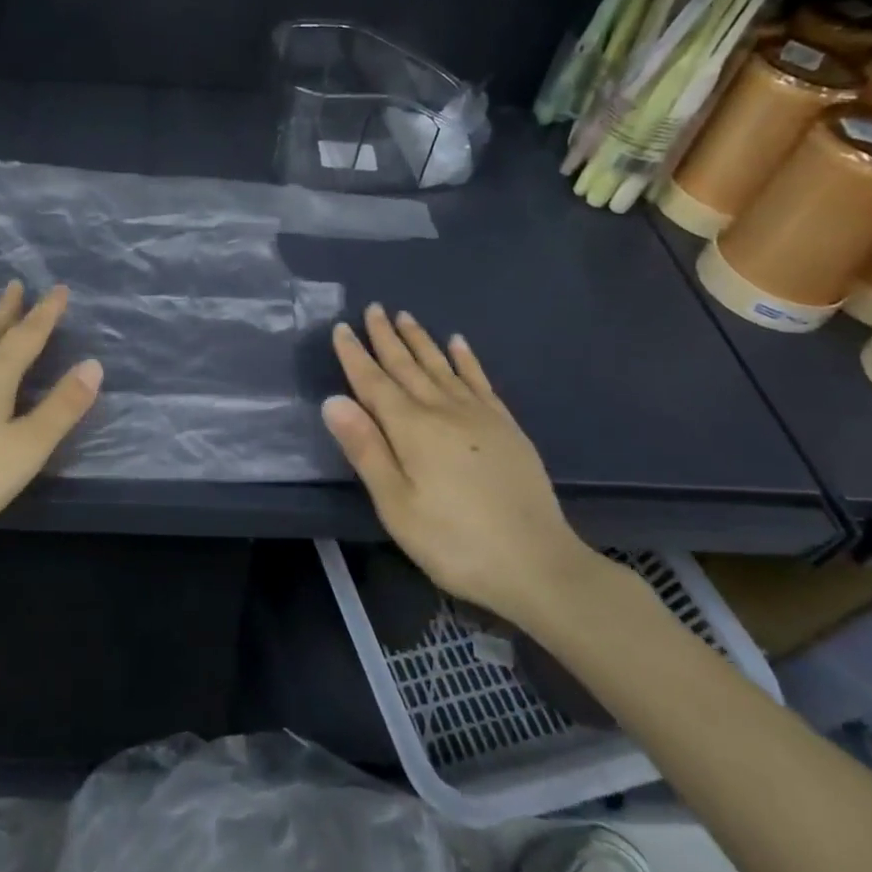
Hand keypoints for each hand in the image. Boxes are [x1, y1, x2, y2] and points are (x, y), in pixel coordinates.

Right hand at [323, 304, 602, 628]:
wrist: (538, 564)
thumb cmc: (454, 541)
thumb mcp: (397, 505)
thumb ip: (365, 449)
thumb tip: (333, 400)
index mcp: (411, 428)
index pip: (373, 382)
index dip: (355, 355)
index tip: (341, 327)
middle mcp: (442, 409)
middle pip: (407, 365)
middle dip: (386, 336)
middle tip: (373, 307)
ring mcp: (478, 414)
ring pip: (440, 365)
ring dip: (420, 340)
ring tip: (405, 316)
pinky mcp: (505, 425)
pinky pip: (479, 379)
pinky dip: (465, 358)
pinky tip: (458, 343)